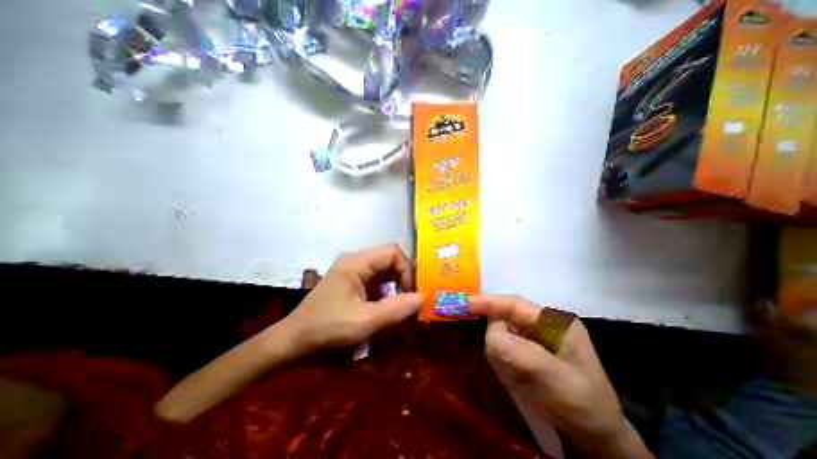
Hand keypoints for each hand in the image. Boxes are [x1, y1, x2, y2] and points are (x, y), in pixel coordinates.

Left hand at [286, 246, 423, 353]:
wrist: (293, 340)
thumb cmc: (326, 328)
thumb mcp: (364, 321)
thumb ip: (396, 309)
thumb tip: (423, 297)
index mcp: (356, 262)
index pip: (392, 252)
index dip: (406, 269)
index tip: (410, 294)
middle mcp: (355, 261)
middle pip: (389, 259)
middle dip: (403, 279)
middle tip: (409, 301)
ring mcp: (353, 271)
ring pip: (385, 270)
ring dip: (396, 287)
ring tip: (400, 307)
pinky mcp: (352, 281)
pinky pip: (377, 280)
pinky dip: (387, 292)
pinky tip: (386, 308)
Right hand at [467, 296, 651, 458]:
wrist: (595, 437)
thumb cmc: (584, 404)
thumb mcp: (559, 380)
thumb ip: (523, 354)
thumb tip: (490, 337)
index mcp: (552, 321)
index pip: (513, 304)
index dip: (487, 302)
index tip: (463, 303)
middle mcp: (539, 323)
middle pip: (502, 320)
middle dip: (499, 341)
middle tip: (509, 368)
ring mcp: (530, 337)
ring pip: (498, 335)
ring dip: (501, 356)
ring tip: (520, 378)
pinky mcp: (523, 350)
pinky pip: (500, 349)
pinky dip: (502, 363)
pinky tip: (517, 379)